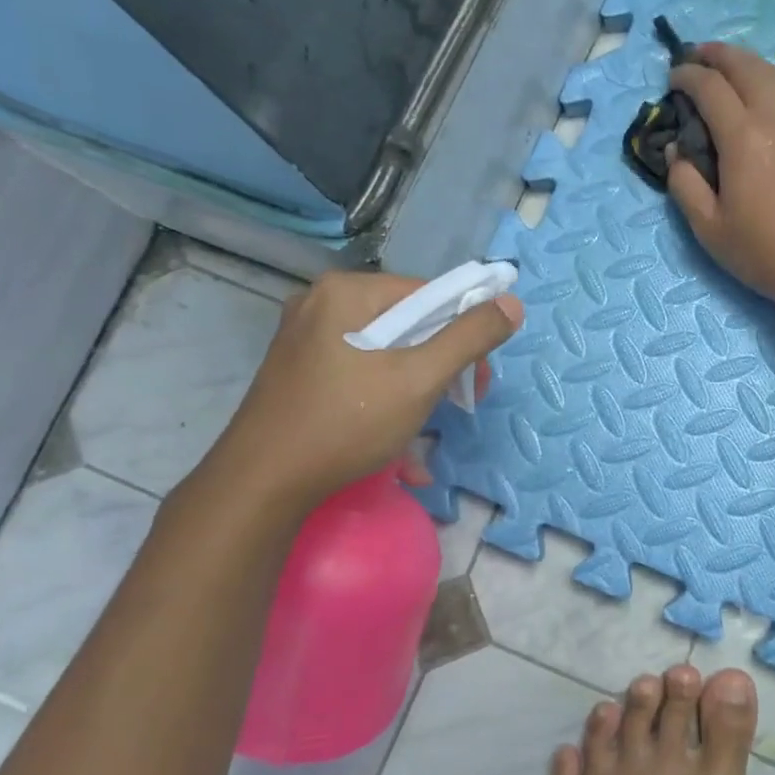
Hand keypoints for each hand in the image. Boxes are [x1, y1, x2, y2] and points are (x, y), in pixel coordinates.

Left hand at [196, 270, 522, 519]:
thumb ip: (470, 338)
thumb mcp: (420, 379)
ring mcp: (305, 337)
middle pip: (407, 321)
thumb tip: (512, 303)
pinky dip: (386, 392)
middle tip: (458, 403)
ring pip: (385, 349)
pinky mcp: (299, 369)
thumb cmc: (347, 423)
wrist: (262, 483)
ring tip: (427, 422)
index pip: (428, 294)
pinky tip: (396, 428)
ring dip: (417, 383)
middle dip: (441, 361)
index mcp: (347, 291)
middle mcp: (321, 303)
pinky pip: (360, 368)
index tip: (478, 378)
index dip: (464, 332)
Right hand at [665, 42, 774, 319]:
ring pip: (773, 75)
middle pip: (746, 66)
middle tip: (696, 56)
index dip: (687, 76)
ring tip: (726, 67)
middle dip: (718, 55)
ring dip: (746, 63)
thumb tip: (676, 150)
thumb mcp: (709, 228)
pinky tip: (759, 100)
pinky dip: (767, 84)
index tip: (672, 78)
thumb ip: (684, 184)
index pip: (710, 88)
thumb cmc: (764, 252)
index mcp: (743, 138)